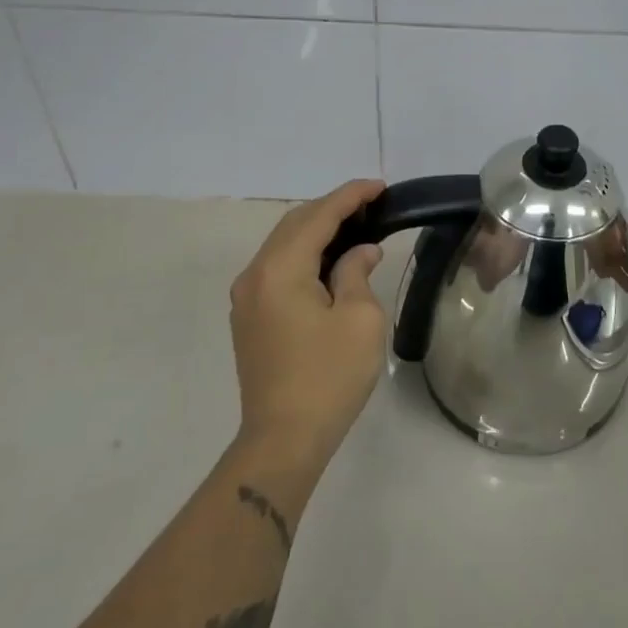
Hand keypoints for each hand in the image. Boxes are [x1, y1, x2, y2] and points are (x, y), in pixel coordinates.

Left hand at [229, 179, 388, 466]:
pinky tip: (331, 262)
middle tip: (372, 206)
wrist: (283, 440)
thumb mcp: (360, 319)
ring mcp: (247, 297)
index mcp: (280, 269)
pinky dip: (305, 254)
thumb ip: (357, 272)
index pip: (318, 216)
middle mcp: (255, 275)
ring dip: (318, 231)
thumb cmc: (328, 377)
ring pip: (284, 245)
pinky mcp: (250, 317)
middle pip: (295, 224)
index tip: (380, 186)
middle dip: (333, 208)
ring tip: (357, 228)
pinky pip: (278, 268)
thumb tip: (360, 252)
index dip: (351, 196)